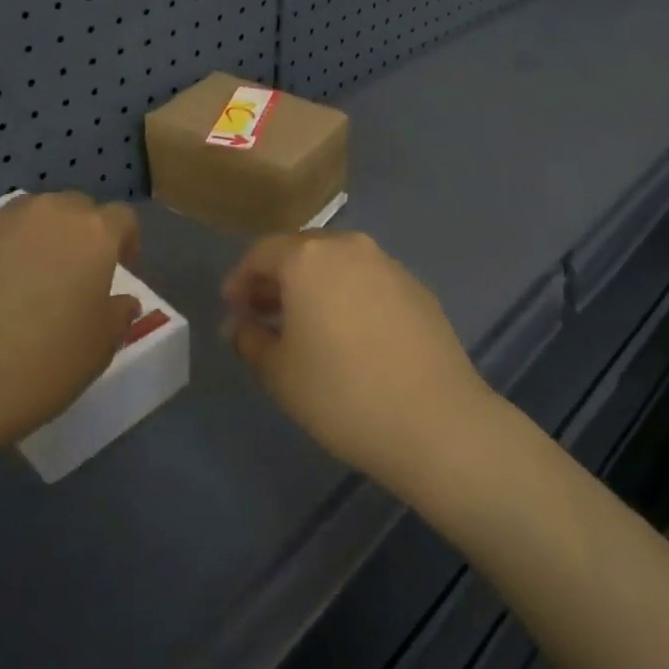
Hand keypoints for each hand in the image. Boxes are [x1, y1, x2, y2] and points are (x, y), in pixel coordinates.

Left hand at [0, 192, 140, 467]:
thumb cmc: (38, 368)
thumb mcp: (98, 350)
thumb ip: (118, 315)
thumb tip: (120, 300)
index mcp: (93, 234)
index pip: (121, 218)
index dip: (124, 241)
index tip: (118, 269)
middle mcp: (47, 213)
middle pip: (74, 208)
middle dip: (79, 234)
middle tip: (70, 275)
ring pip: (27, 215)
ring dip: (34, 236)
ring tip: (20, 279)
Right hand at [223, 232, 496, 494]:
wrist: (435, 421)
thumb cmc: (341, 394)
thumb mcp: (279, 373)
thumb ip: (250, 339)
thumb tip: (240, 324)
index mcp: (308, 258)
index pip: (261, 253)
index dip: (240, 279)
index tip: (233, 309)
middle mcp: (348, 247)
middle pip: (301, 251)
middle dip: (277, 279)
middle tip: (263, 314)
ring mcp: (387, 264)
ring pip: (337, 263)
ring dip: (314, 285)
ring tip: (305, 325)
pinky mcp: (416, 287)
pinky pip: (368, 280)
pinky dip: (348, 295)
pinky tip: (350, 334)